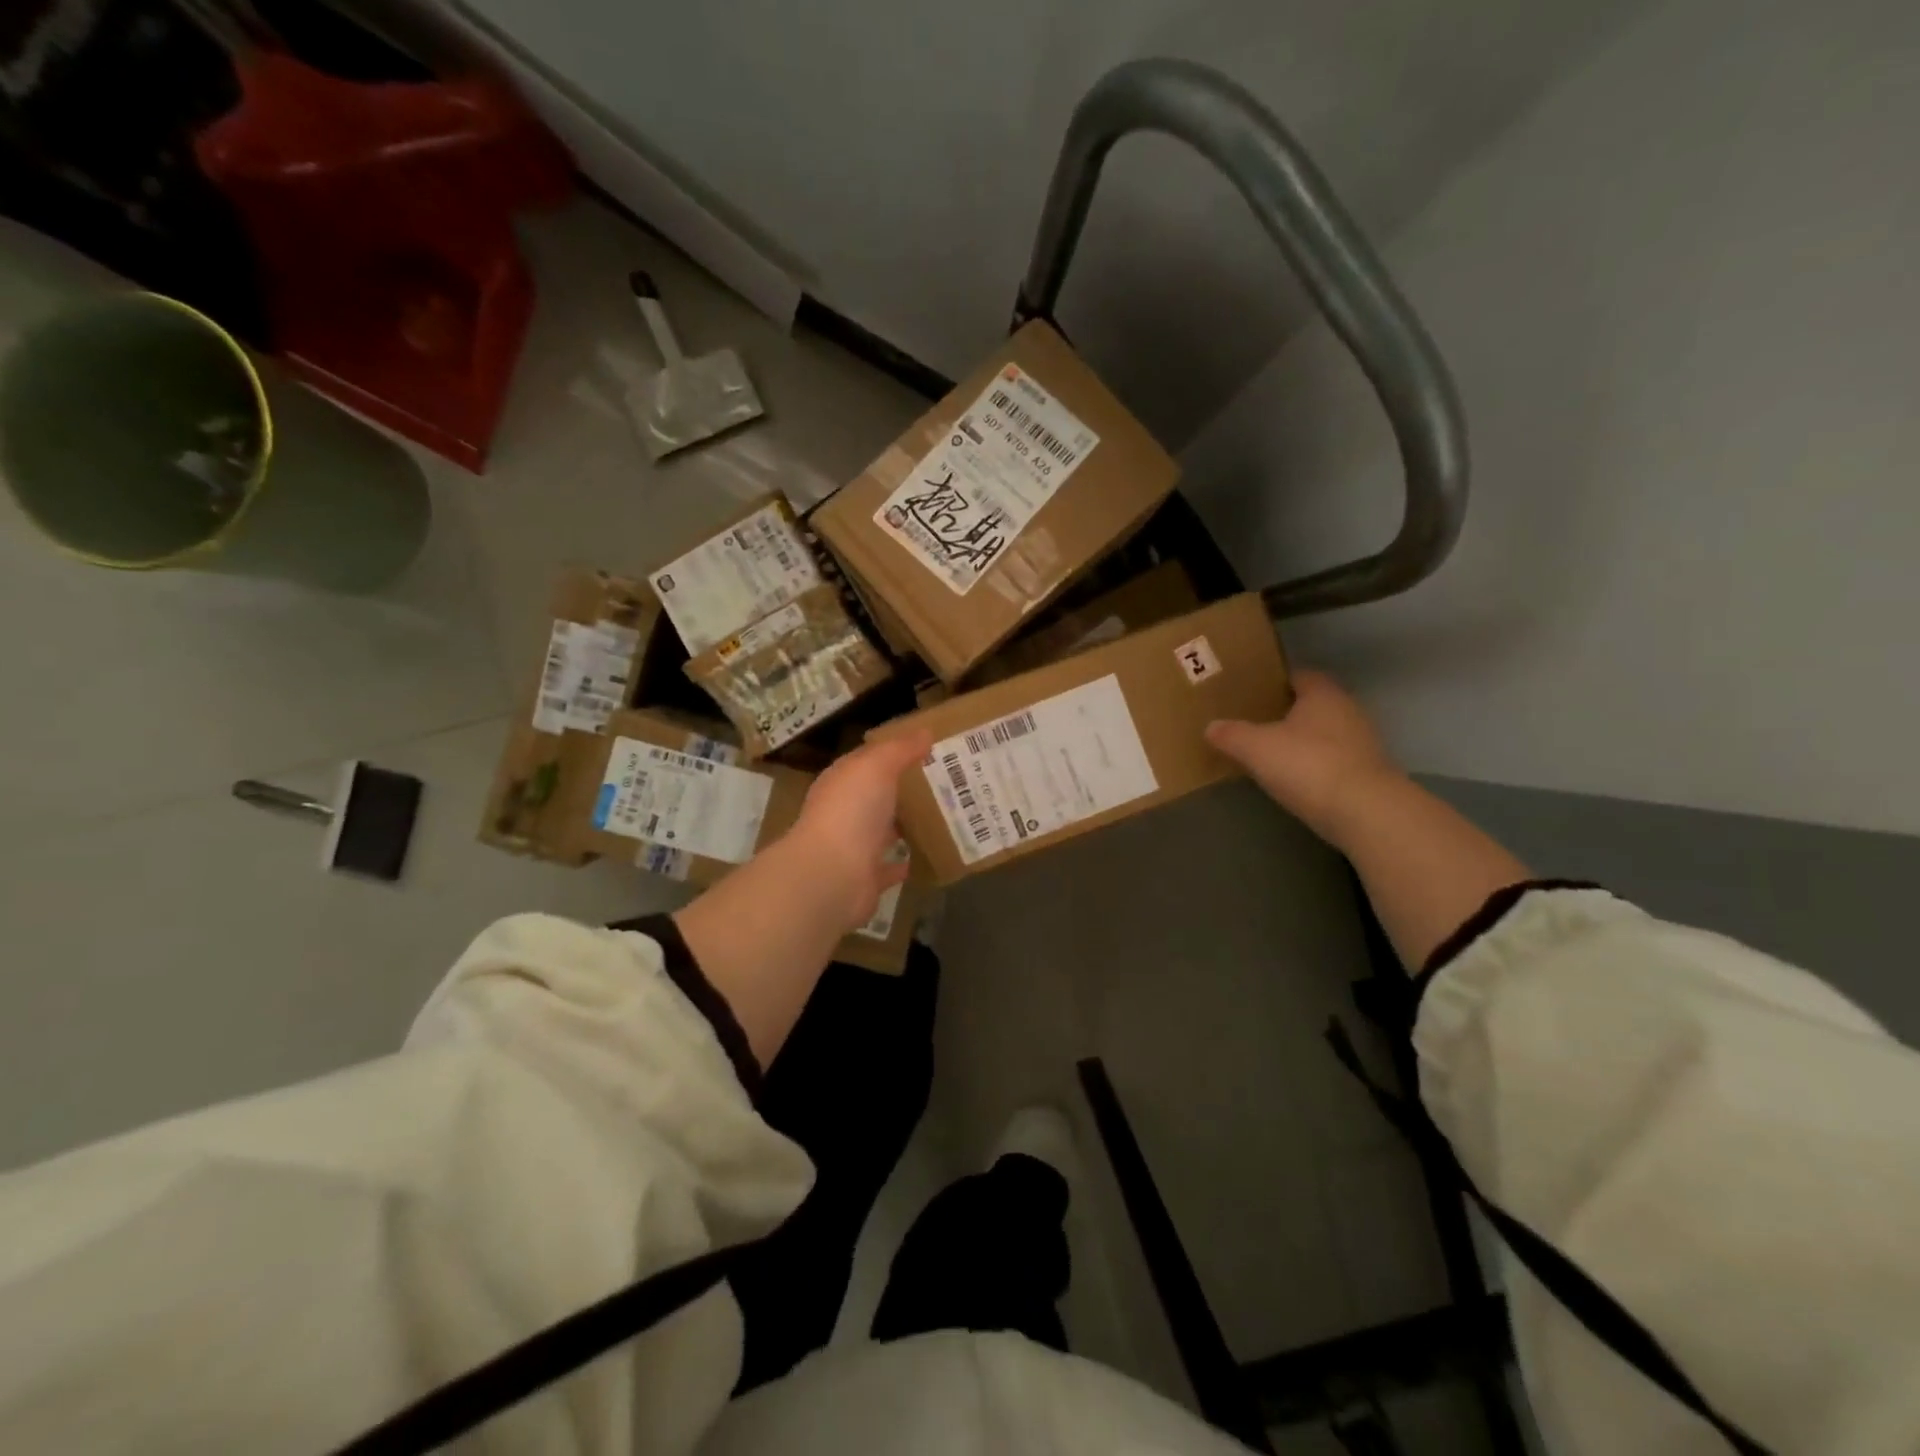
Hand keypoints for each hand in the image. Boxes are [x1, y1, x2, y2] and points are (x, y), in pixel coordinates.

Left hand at [778, 731, 930, 932]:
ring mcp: (853, 847)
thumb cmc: (851, 810)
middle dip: (902, 789)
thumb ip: (900, 749)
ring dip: (904, 824)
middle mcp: (844, 812)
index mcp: (841, 782)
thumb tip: (925, 731)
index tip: (928, 748)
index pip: (866, 762)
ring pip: (883, 831)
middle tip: (944, 781)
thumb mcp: (876, 767)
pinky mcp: (866, 878)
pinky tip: (928, 854)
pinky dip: (905, 861)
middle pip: (876, 796)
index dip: (893, 753)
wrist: (832, 874)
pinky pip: (890, 867)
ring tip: (942, 815)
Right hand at [1205, 670, 1401, 843]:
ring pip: (1324, 733)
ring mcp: (1362, 743)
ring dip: (1302, 741)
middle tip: (1254, 722)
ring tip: (1270, 752)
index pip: (1299, 675)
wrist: (1365, 813)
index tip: (1252, 693)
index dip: (1275, 682)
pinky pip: (1333, 760)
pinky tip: (1294, 778)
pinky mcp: (1367, 773)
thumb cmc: (1307, 765)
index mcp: (1322, 693)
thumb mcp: (1255, 748)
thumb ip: (1231, 734)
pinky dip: (1314, 765)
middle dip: (1287, 712)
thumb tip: (1211, 726)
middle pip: (1313, 704)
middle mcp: (1347, 710)